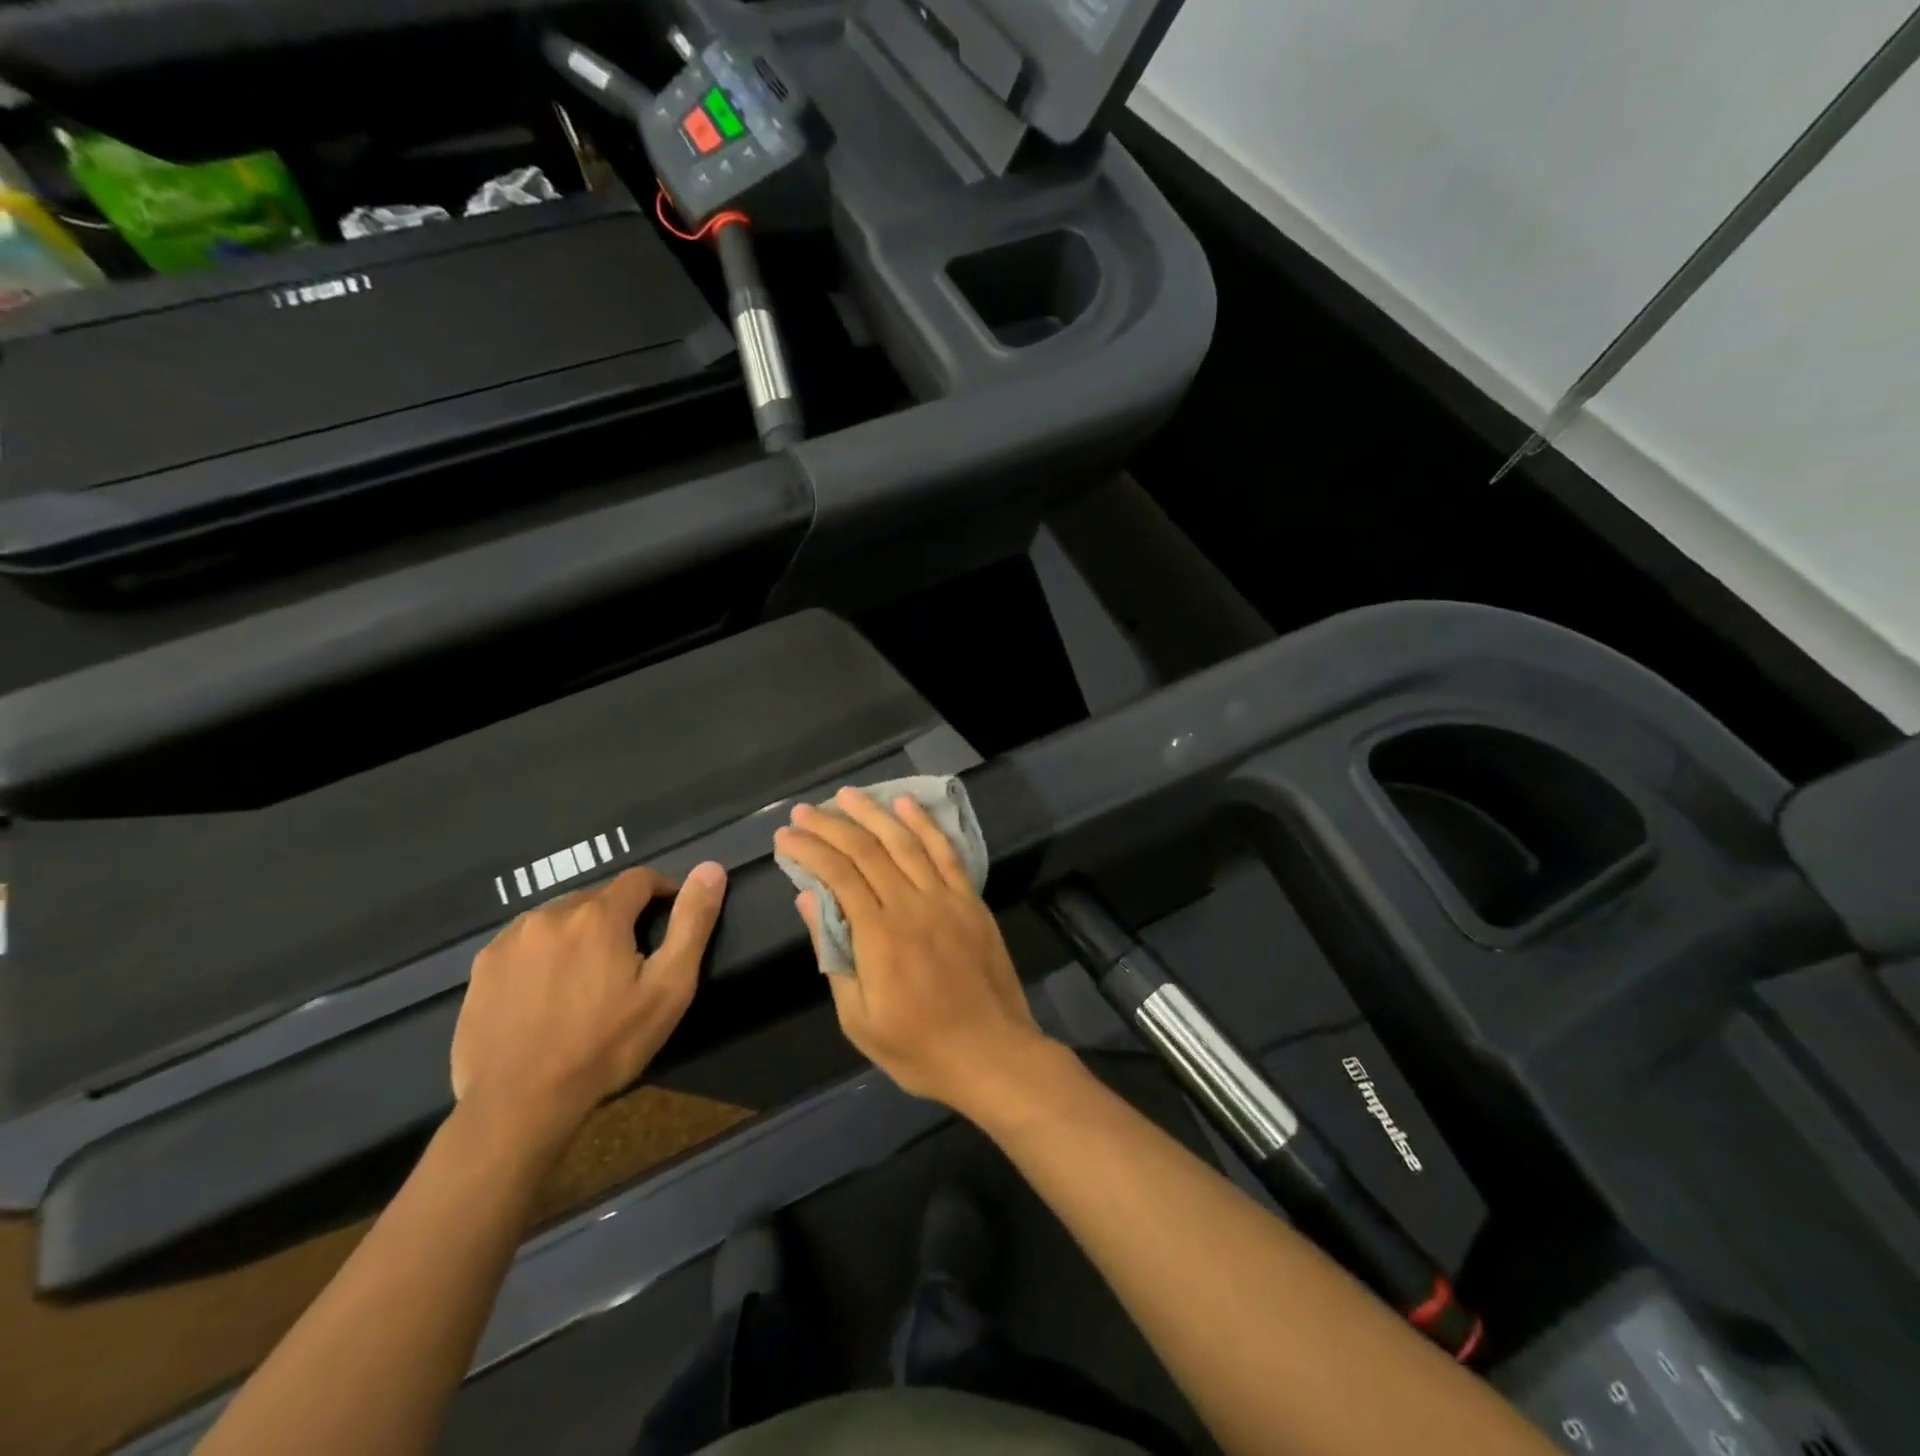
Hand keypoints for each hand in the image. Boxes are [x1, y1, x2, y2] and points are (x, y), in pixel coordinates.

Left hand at [451, 862, 726, 1146]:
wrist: (518, 1105)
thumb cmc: (606, 1045)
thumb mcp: (668, 987)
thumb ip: (692, 922)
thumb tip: (711, 868)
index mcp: (599, 915)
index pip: (640, 879)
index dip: (662, 892)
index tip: (668, 919)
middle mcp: (551, 913)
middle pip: (598, 898)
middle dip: (619, 918)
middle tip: (629, 961)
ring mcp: (509, 940)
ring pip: (559, 919)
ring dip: (579, 934)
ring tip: (587, 978)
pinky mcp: (482, 968)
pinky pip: (525, 944)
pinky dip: (543, 955)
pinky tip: (547, 994)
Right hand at [775, 788, 1055, 1116]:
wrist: (992, 1054)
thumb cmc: (919, 1048)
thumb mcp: (859, 1019)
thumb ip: (833, 955)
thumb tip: (808, 901)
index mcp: (880, 935)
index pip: (837, 874)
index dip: (809, 850)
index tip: (786, 837)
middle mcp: (912, 904)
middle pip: (867, 850)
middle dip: (831, 825)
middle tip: (804, 811)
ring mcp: (946, 898)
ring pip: (905, 842)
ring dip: (874, 813)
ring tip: (847, 795)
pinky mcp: (971, 900)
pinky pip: (946, 853)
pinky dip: (925, 825)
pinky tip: (908, 805)